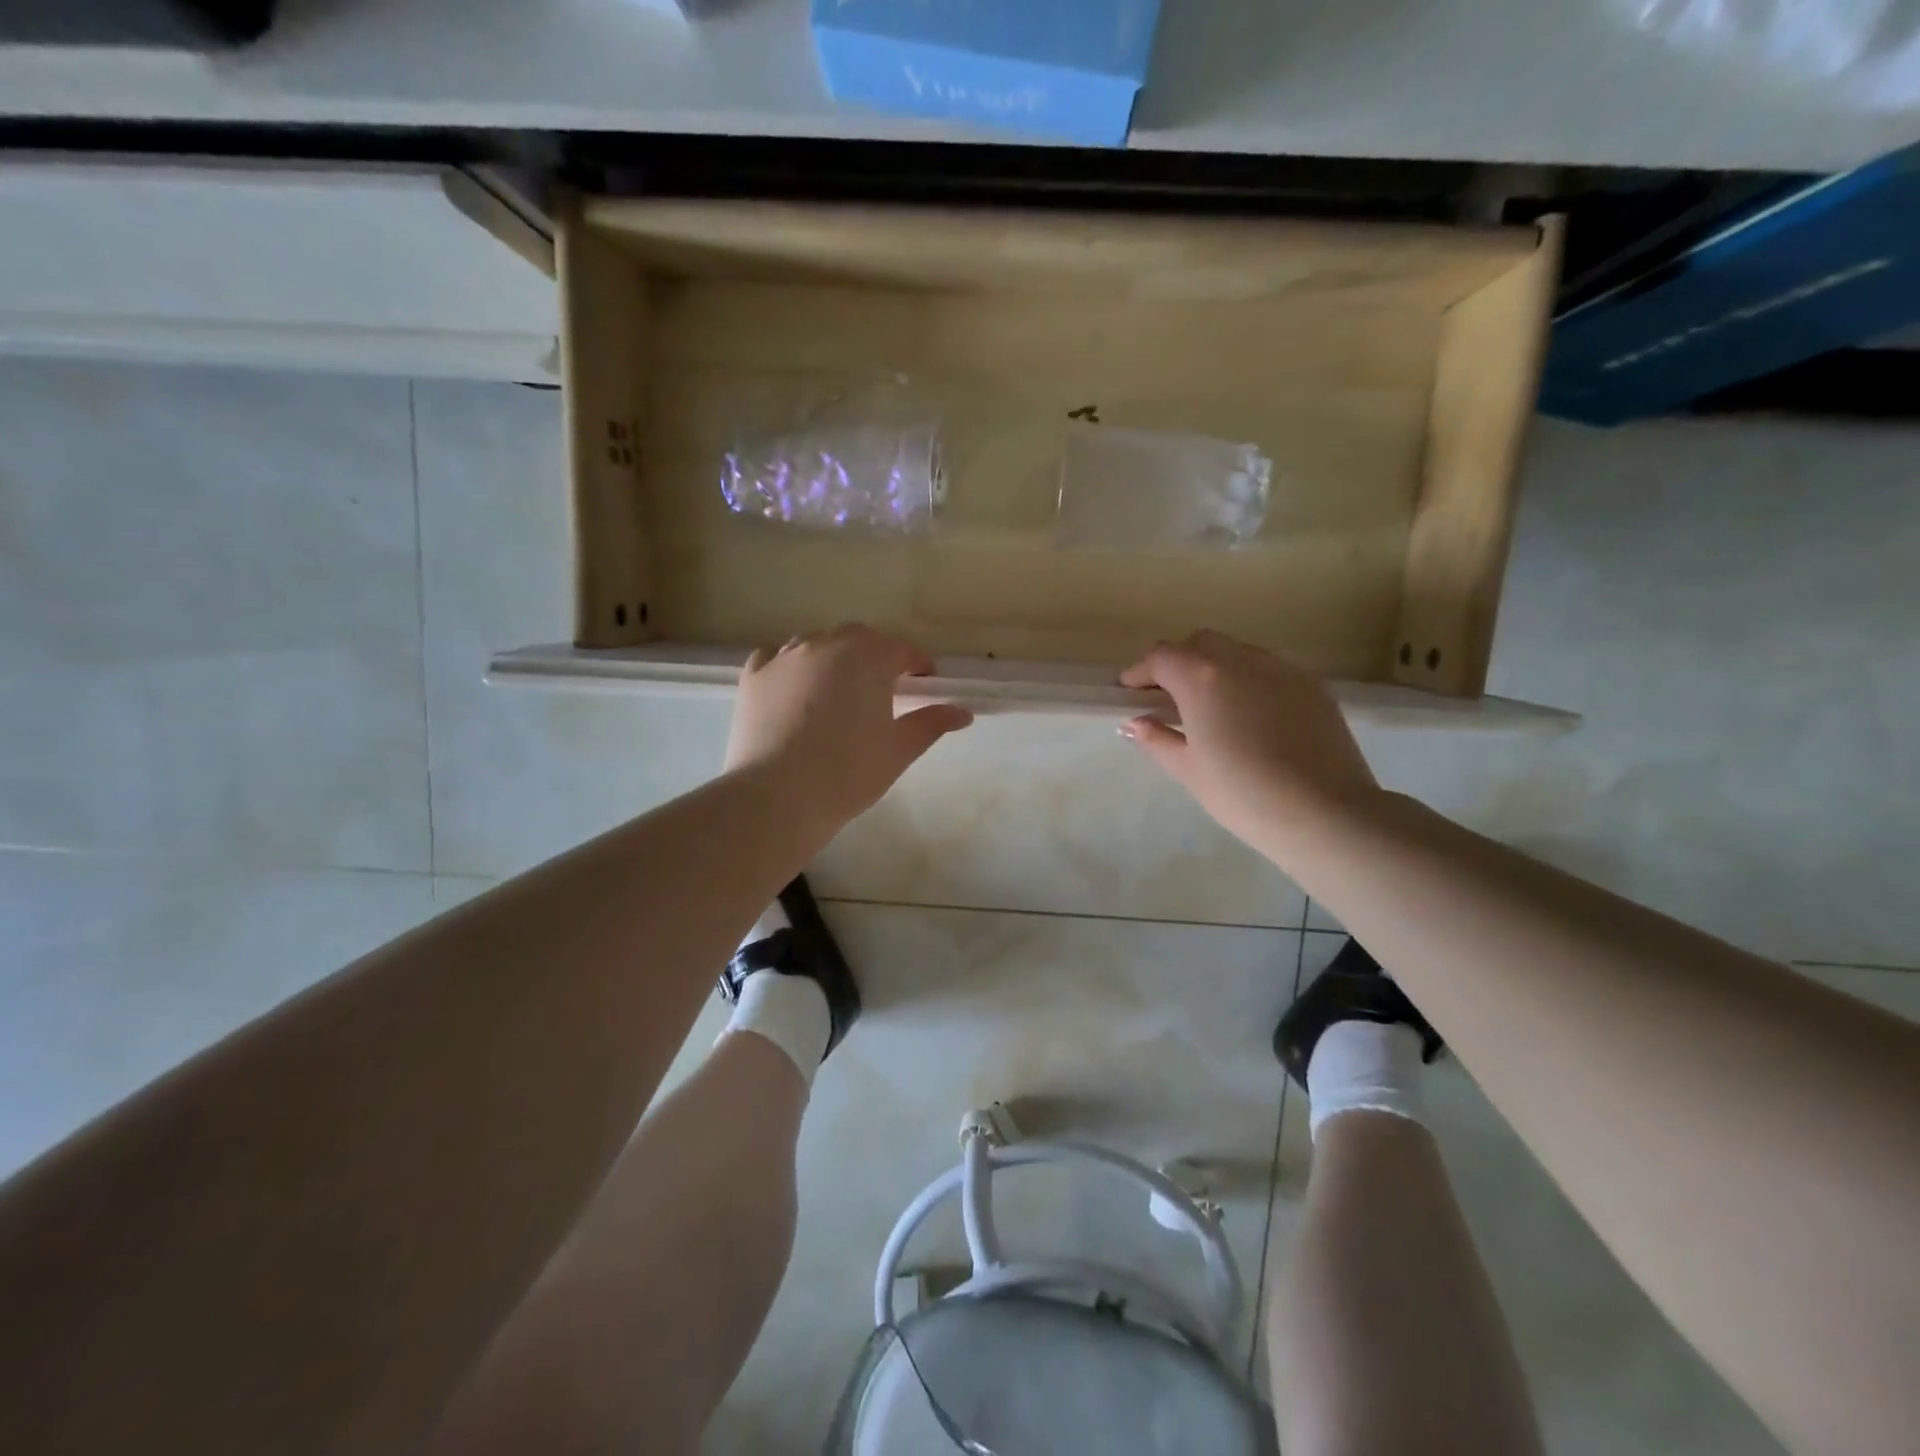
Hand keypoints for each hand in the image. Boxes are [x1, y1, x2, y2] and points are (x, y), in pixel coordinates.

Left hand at [725, 624, 973, 835]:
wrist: (777, 796)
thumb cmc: (848, 773)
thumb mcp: (898, 749)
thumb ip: (931, 723)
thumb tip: (963, 713)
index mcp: (868, 658)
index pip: (902, 650)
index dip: (918, 665)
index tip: (925, 684)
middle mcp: (826, 644)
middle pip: (859, 639)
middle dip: (876, 656)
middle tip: (884, 688)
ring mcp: (785, 655)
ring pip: (818, 643)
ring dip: (835, 657)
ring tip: (839, 689)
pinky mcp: (754, 674)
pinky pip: (779, 656)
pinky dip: (794, 666)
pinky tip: (797, 688)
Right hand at [1119, 630, 1379, 853]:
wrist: (1326, 813)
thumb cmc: (1243, 794)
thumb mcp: (1188, 770)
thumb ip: (1157, 739)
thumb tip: (1135, 722)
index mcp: (1201, 678)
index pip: (1161, 657)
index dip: (1141, 671)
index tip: (1131, 692)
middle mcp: (1241, 660)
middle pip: (1201, 644)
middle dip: (1179, 662)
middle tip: (1170, 697)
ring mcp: (1282, 669)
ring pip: (1239, 653)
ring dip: (1216, 670)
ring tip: (1214, 708)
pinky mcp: (1313, 686)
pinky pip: (1271, 671)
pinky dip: (1251, 682)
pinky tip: (1253, 719)